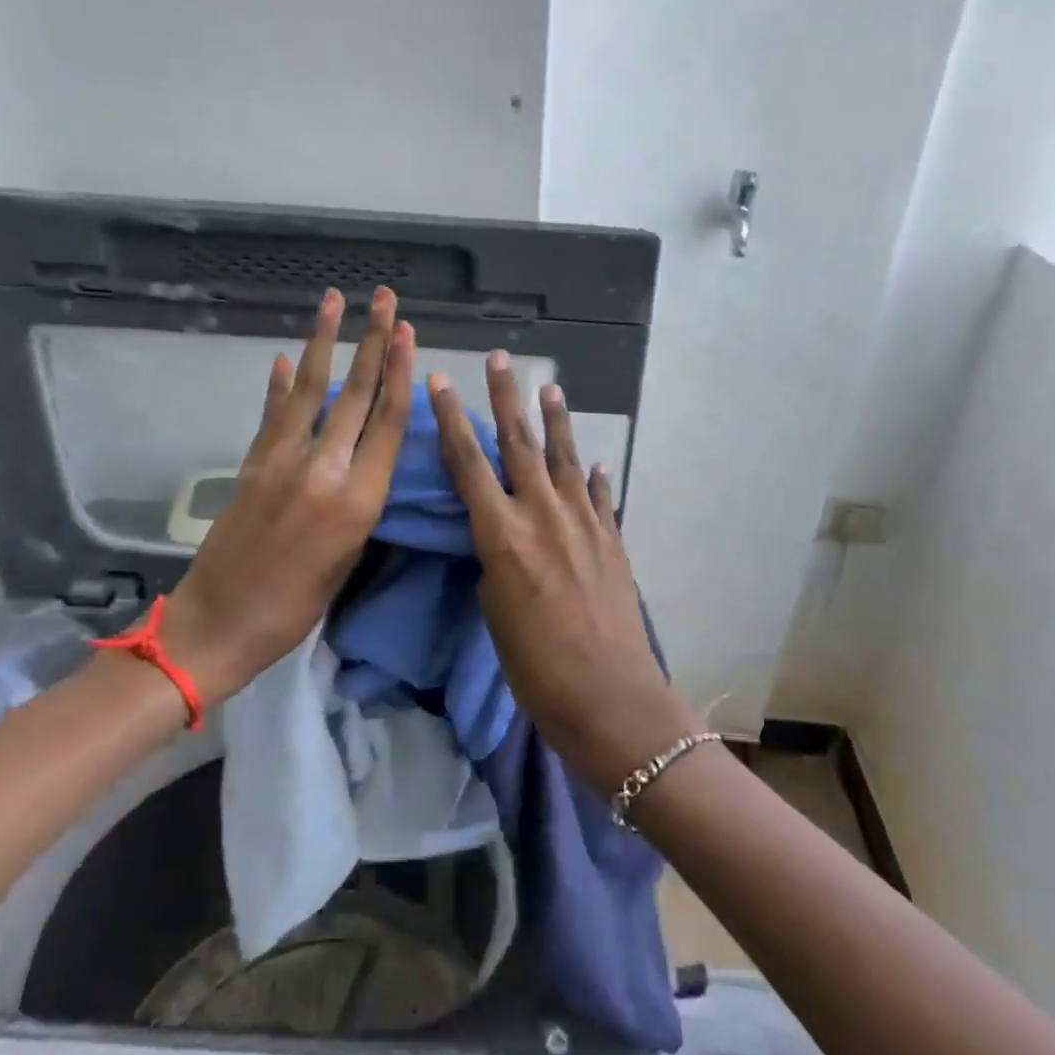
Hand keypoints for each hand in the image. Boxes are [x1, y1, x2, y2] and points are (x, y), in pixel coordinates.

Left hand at [164, 286, 414, 704]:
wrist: (220, 623)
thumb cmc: (297, 607)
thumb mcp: (349, 559)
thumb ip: (361, 501)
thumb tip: (369, 457)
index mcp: (357, 500)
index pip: (386, 422)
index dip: (399, 373)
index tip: (407, 333)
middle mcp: (322, 469)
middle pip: (354, 394)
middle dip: (373, 341)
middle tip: (386, 299)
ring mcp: (280, 461)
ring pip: (308, 390)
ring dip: (322, 341)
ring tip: (333, 301)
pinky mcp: (250, 464)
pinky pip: (271, 414)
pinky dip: (278, 384)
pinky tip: (282, 357)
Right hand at [428, 353, 699, 792]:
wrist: (607, 695)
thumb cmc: (534, 666)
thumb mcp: (494, 612)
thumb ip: (496, 562)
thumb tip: (504, 540)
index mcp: (502, 535)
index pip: (469, 463)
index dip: (452, 419)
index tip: (442, 382)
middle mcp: (543, 515)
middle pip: (520, 443)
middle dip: (508, 397)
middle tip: (501, 359)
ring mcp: (584, 523)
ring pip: (566, 458)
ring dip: (556, 420)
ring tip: (550, 386)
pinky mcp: (613, 540)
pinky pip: (602, 497)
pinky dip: (597, 477)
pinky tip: (597, 460)